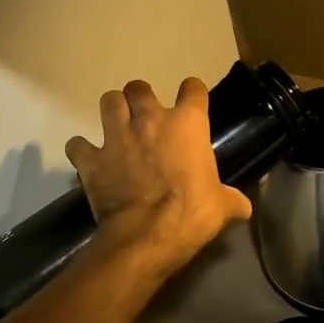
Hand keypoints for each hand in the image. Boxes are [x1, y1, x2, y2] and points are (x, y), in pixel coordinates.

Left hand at [66, 77, 252, 268]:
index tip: (192, 104)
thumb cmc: (192, 213)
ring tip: (117, 126)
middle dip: (140, 97)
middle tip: (145, 116)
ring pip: (108, 101)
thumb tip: (245, 208)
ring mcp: (117, 136)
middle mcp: (150, 120)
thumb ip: (232, 200)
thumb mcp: (222, 206)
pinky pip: (78, 144)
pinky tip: (89, 158)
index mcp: (187, 123)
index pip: (193, 88)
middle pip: (139, 88)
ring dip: (112, 110)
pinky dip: (82, 150)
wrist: (148, 235)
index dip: (192, 94)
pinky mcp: (92, 159)